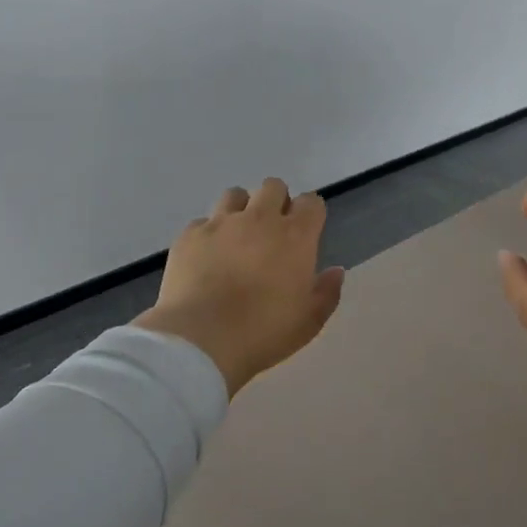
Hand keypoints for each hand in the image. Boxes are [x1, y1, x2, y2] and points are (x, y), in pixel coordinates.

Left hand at [136, 179, 346, 397]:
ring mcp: (221, 223)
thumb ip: (327, 292)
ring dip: (241, 210)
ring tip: (237, 237)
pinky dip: (209, 234)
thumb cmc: (264, 332)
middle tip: (272, 232)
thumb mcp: (309, 322)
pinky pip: (203, 222)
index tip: (307, 233)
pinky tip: (207, 257)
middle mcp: (260, 218)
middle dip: (276, 202)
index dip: (310, 214)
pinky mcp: (190, 235)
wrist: (201, 339)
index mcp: (295, 236)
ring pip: (235, 195)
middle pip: (273, 187)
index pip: (311, 202)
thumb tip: (335, 271)